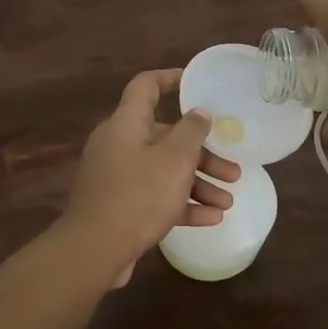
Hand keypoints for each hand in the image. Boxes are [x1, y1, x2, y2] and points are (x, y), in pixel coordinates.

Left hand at [61, 69, 242, 286]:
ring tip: (228, 201)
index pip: (146, 87)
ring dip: (197, 183)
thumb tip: (199, 112)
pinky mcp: (118, 206)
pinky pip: (154, 196)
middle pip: (165, 137)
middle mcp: (118, 144)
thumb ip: (191, 132)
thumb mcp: (174, 160)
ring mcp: (116, 177)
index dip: (170, 79)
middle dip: (202, 153)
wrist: (95, 249)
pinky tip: (212, 218)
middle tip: (232, 169)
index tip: (194, 82)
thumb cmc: (138, 194)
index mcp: (126, 123)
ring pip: (163, 171)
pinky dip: (181, 204)